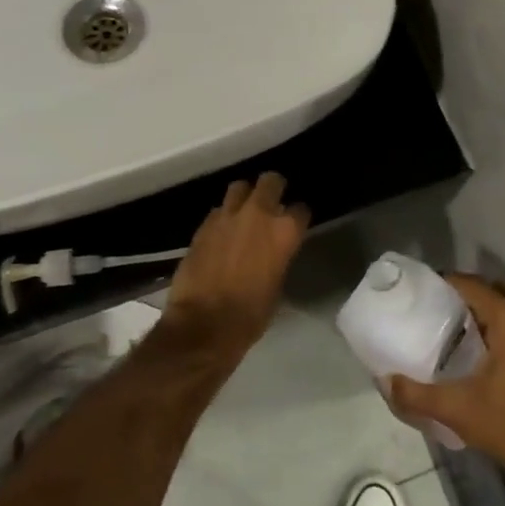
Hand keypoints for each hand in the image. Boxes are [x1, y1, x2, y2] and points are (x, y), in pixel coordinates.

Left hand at [160, 174, 308, 358]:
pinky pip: (218, 210)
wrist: (204, 324)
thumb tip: (274, 252)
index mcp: (284, 232)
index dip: (298, 217)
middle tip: (272, 202)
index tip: (295, 224)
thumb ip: (279, 258)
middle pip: (271, 181)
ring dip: (245, 197)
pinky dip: (223, 216)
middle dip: (273, 188)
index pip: (300, 209)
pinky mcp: (203, 225)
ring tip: (244, 212)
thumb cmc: (250, 315)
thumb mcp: (277, 286)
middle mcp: (258, 214)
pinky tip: (222, 232)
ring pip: (240, 187)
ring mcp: (227, 216)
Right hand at [388, 275, 504, 486]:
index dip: (453, 283)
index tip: (434, 290)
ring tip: (479, 329)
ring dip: (502, 310)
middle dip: (478, 293)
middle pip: (503, 290)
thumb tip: (386, 381)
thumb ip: (416, 394)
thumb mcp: (457, 410)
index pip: (476, 286)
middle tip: (454, 309)